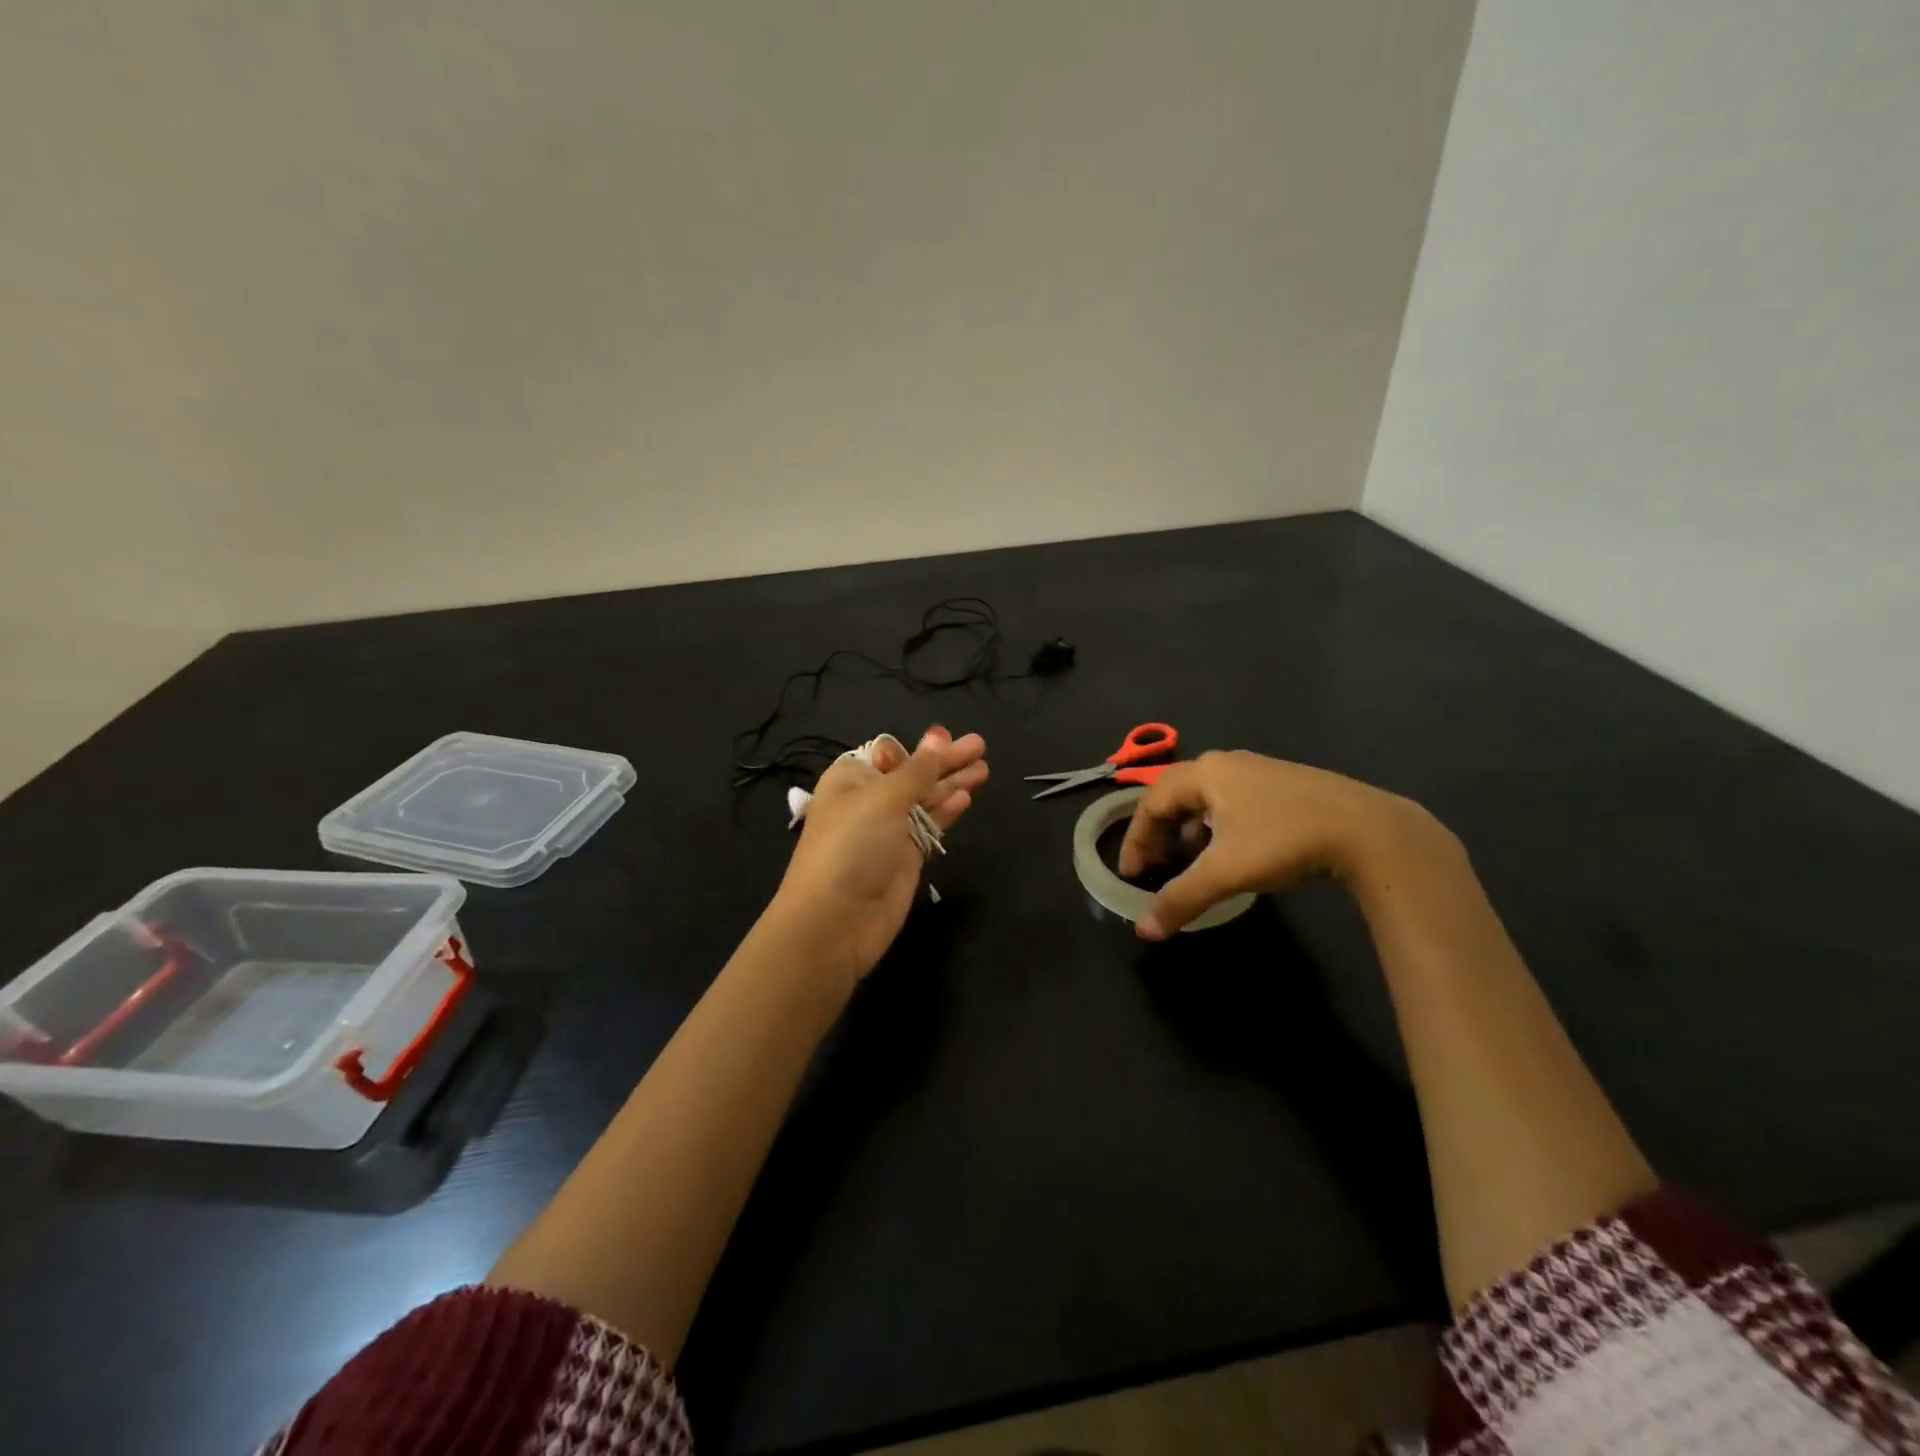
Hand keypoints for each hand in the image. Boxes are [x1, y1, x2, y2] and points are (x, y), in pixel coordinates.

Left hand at [772, 726, 989, 985]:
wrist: (835, 920)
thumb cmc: (852, 845)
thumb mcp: (884, 798)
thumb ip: (918, 769)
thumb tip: (939, 735)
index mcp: (851, 778)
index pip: (889, 752)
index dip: (919, 746)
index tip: (948, 737)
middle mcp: (869, 800)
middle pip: (913, 773)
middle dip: (945, 760)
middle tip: (980, 745)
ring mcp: (888, 830)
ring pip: (926, 799)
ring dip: (953, 783)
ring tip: (984, 768)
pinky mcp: (905, 857)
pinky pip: (930, 826)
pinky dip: (947, 811)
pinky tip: (967, 797)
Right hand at [1118, 750, 1449, 938]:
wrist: (1369, 830)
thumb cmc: (1284, 841)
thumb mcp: (1226, 873)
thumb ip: (1180, 899)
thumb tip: (1144, 930)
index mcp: (1204, 773)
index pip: (1151, 803)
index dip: (1135, 839)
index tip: (1131, 874)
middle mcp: (1226, 763)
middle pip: (1175, 793)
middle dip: (1158, 830)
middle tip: (1153, 864)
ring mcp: (1258, 770)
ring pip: (1205, 797)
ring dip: (1187, 827)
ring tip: (1189, 859)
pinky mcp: (1284, 784)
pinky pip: (1232, 800)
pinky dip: (1216, 824)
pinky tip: (1231, 850)